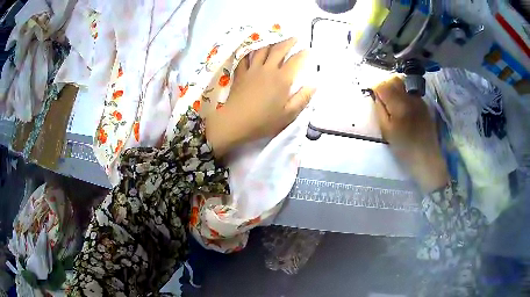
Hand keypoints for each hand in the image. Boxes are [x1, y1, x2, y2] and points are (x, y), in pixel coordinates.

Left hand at [206, 38, 315, 157]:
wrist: (235, 122)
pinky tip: (251, 48)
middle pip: (279, 50)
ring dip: (270, 42)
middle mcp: (268, 70)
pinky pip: (245, 58)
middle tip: (294, 38)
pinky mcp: (240, 74)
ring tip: (275, 37)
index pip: (295, 61)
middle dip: (288, 42)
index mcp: (282, 79)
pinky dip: (248, 51)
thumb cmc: (263, 121)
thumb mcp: (288, 114)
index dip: (303, 54)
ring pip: (262, 50)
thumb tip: (314, 85)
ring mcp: (252, 70)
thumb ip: (302, 98)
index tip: (308, 50)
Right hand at [373, 76, 448, 192]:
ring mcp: (419, 100)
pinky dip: (404, 92)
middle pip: (394, 79)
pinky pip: (411, 91)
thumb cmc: (404, 149)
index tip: (373, 96)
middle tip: (381, 97)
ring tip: (392, 99)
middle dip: (385, 84)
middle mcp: (410, 98)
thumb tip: (376, 96)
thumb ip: (380, 110)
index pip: (383, 85)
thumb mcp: (386, 132)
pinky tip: (403, 105)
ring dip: (395, 86)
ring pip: (404, 82)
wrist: (426, 158)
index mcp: (399, 106)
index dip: (375, 88)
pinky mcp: (424, 104)